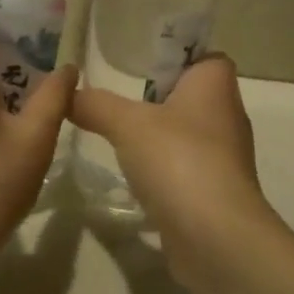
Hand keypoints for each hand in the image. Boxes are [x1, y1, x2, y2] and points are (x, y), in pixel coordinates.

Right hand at [70, 55, 276, 280]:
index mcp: (216, 84)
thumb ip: (96, 105)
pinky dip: (164, 171)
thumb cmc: (178, 159)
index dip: (177, 57)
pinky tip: (137, 179)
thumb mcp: (127, 124)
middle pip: (191, 95)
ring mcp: (225, 157)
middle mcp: (227, 115)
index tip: (141, 67)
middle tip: (119, 103)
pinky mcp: (217, 192)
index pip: (205, 56)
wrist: (216, 236)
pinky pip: (186, 169)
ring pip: (187, 134)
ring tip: (120, 140)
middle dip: (158, 99)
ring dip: (159, 137)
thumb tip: (66, 94)